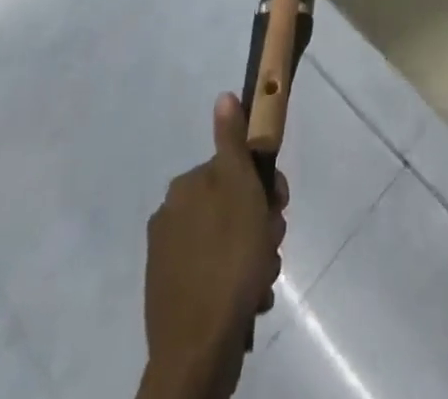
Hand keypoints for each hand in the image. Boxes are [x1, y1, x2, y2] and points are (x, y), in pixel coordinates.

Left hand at [139, 94, 288, 398]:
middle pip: (232, 204)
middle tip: (271, 245)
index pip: (235, 167)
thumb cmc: (229, 260)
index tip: (279, 205)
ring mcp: (168, 258)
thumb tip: (223, 96)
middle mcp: (170, 215)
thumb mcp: (241, 190)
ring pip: (228, 240)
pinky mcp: (172, 295)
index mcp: (185, 187)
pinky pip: (216, 273)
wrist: (197, 352)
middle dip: (260, 223)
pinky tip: (248, 298)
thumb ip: (232, 142)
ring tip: (261, 279)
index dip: (264, 184)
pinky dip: (235, 282)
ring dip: (252, 254)